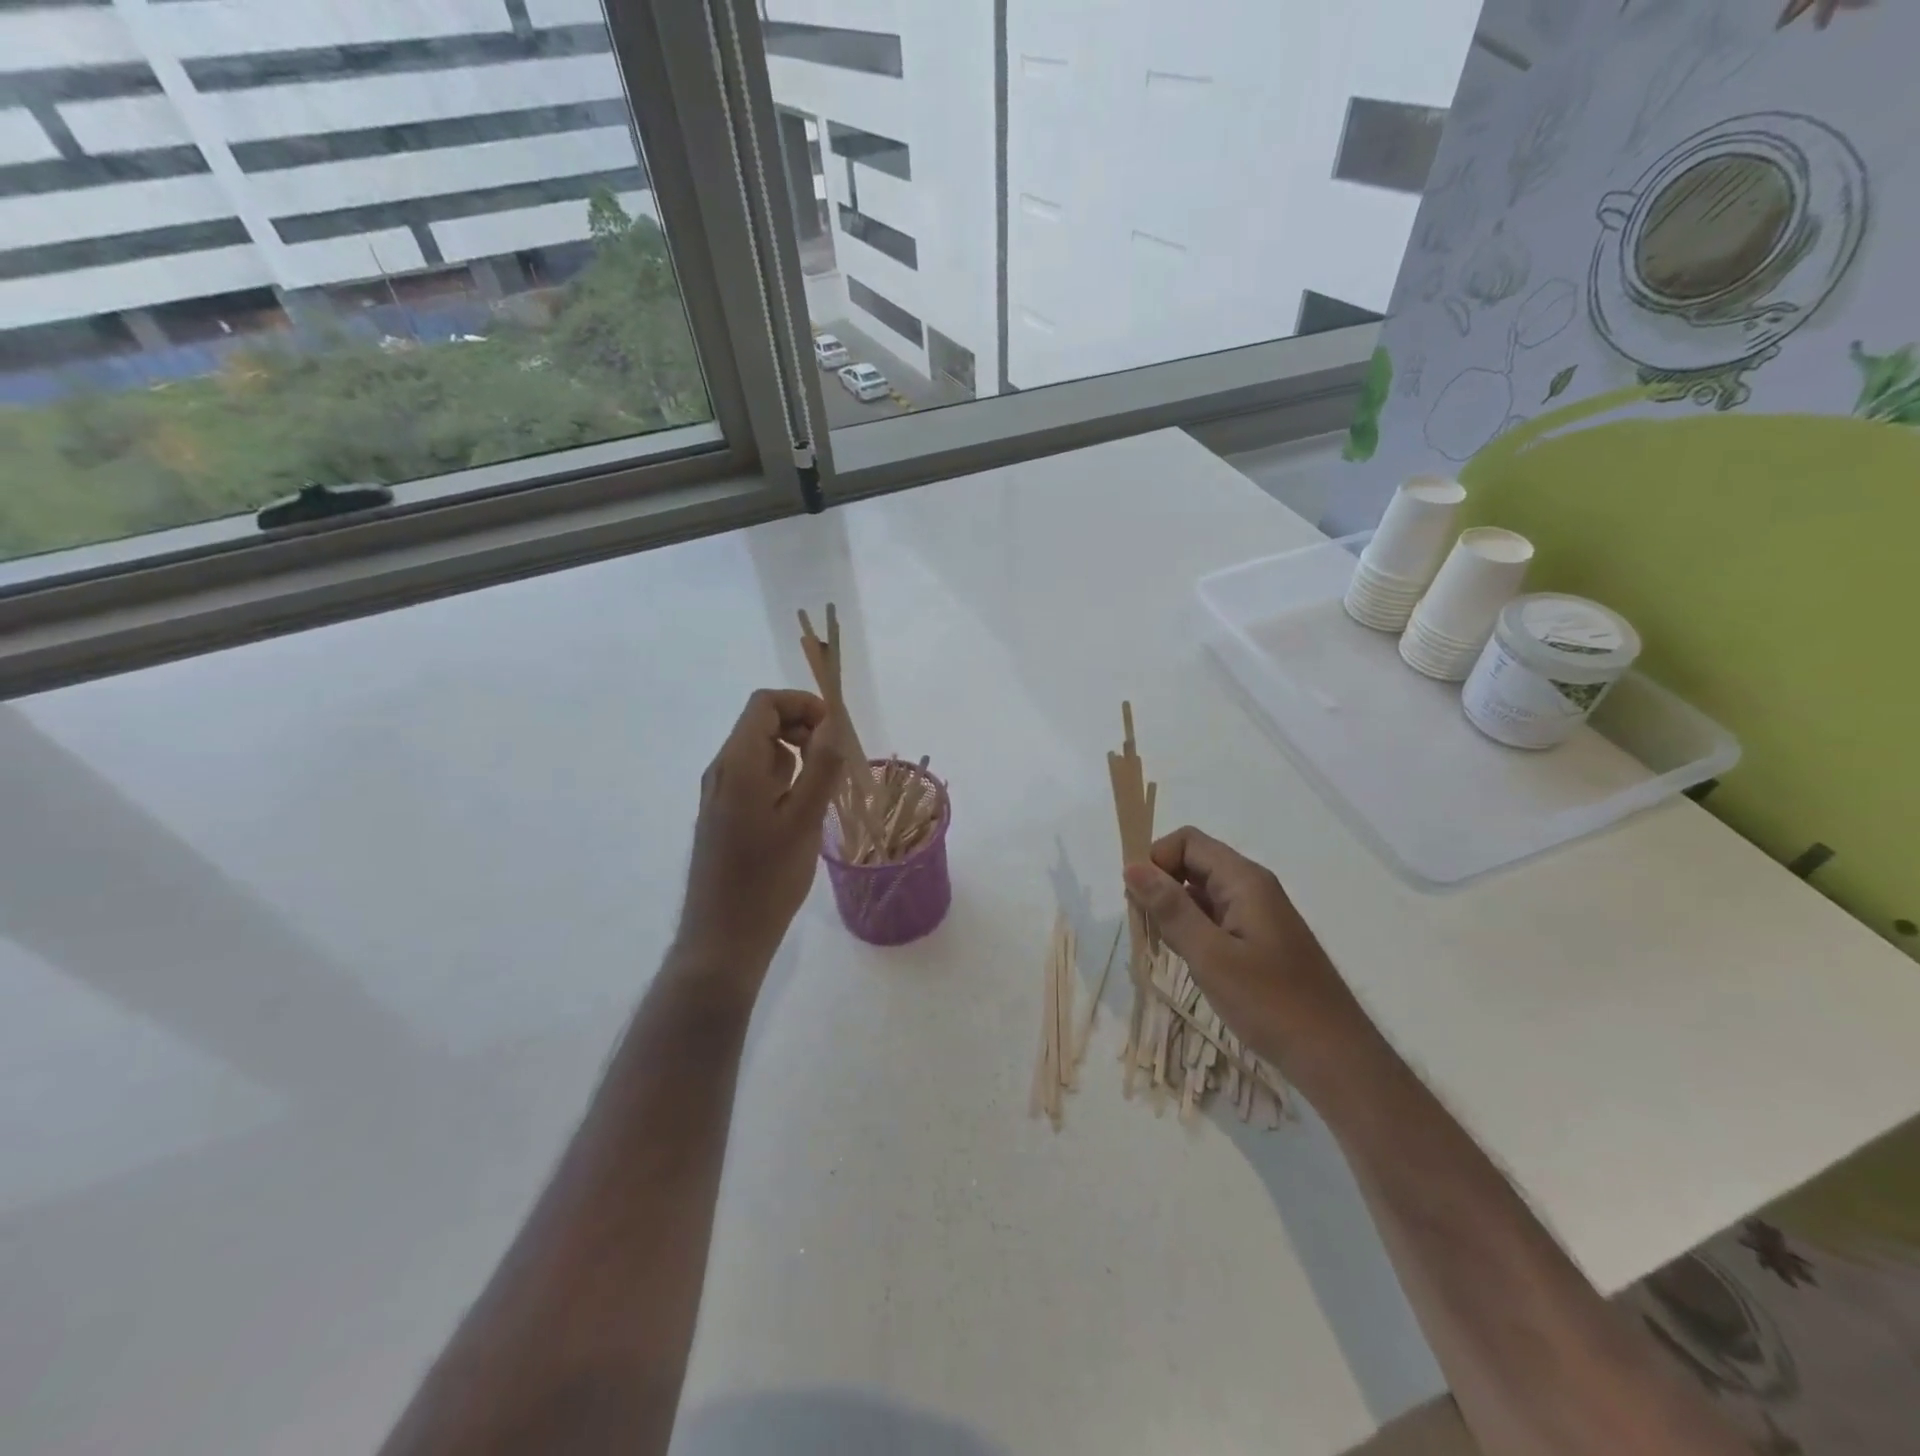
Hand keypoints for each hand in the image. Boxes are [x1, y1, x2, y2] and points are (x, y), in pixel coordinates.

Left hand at [678, 689, 844, 971]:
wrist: (724, 937)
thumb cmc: (767, 879)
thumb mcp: (804, 820)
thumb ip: (821, 766)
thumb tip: (832, 723)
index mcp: (737, 764)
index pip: (765, 704)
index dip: (803, 705)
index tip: (836, 729)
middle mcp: (722, 771)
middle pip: (762, 725)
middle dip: (804, 730)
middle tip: (836, 762)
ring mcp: (720, 796)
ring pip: (761, 754)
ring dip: (797, 757)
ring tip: (826, 789)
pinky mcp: (724, 817)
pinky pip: (756, 780)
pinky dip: (784, 780)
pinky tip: (803, 812)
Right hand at [1123, 826, 1378, 1090]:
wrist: (1335, 1057)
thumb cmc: (1271, 1004)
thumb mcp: (1210, 956)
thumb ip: (1170, 908)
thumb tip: (1132, 866)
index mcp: (1244, 880)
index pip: (1187, 841)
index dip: (1156, 859)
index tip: (1137, 898)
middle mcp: (1252, 887)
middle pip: (1194, 862)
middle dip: (1161, 885)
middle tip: (1146, 927)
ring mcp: (1258, 914)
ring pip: (1202, 891)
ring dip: (1174, 909)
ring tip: (1164, 947)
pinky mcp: (1260, 940)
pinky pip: (1216, 917)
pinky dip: (1193, 929)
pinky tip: (1188, 960)